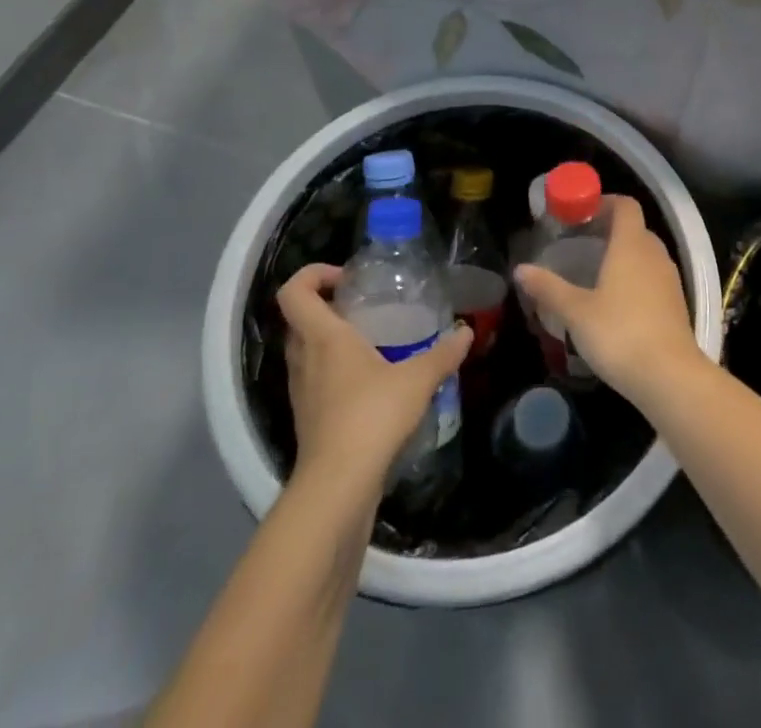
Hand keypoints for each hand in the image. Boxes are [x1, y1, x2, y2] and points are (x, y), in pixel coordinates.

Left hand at [277, 264, 470, 489]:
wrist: (338, 487)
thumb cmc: (371, 416)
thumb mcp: (417, 379)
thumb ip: (443, 353)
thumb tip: (466, 331)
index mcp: (322, 337)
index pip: (294, 291)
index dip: (313, 274)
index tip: (347, 278)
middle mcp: (303, 358)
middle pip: (300, 318)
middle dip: (328, 306)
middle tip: (365, 307)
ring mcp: (301, 390)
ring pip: (306, 350)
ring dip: (331, 340)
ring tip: (372, 342)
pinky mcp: (307, 418)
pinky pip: (315, 379)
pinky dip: (335, 372)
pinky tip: (371, 383)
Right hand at [514, 195, 705, 409]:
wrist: (670, 376)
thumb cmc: (619, 334)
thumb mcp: (576, 312)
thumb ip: (548, 288)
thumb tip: (520, 269)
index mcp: (631, 244)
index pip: (625, 205)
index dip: (604, 202)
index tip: (581, 214)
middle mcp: (654, 253)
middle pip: (634, 228)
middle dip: (609, 230)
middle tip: (581, 244)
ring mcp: (669, 279)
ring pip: (645, 253)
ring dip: (623, 255)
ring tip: (595, 273)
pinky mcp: (675, 303)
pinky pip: (653, 276)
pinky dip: (635, 278)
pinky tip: (616, 303)